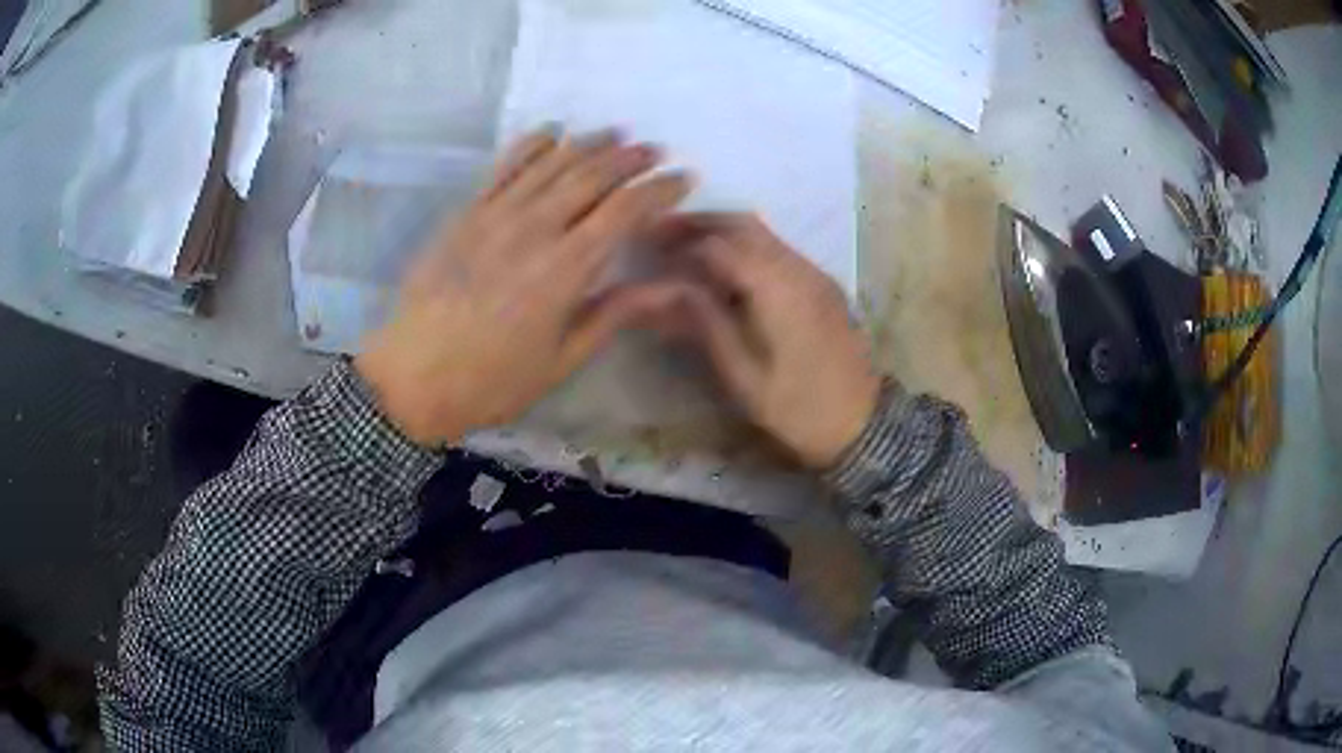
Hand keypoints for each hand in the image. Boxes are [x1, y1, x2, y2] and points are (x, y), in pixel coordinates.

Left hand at [356, 128, 692, 445]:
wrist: (412, 377)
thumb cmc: (492, 381)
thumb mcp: (561, 360)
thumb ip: (613, 314)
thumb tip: (669, 289)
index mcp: (565, 270)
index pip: (624, 211)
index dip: (659, 190)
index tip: (684, 179)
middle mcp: (534, 229)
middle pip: (592, 176)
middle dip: (630, 158)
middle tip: (654, 150)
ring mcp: (496, 215)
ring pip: (552, 163)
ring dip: (588, 143)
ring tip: (615, 134)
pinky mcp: (467, 212)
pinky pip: (505, 166)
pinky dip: (533, 144)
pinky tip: (552, 131)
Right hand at [647, 214, 880, 468]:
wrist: (862, 425)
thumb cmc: (797, 409)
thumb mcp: (743, 376)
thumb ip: (705, 324)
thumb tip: (668, 289)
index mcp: (776, 289)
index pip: (718, 246)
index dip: (679, 243)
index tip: (646, 247)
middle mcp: (798, 268)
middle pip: (742, 224)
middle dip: (698, 223)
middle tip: (660, 234)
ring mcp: (815, 274)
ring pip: (763, 233)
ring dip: (721, 231)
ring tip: (685, 248)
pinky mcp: (823, 285)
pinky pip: (778, 249)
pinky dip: (744, 247)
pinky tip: (725, 269)